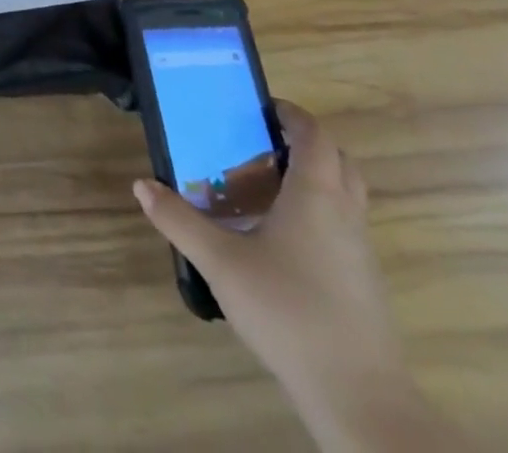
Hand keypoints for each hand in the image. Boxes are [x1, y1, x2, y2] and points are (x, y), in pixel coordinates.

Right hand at [132, 102, 406, 418]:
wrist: (359, 398)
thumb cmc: (288, 311)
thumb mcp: (221, 263)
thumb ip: (180, 220)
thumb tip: (142, 185)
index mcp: (316, 194)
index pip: (314, 134)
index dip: (290, 114)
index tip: (258, 108)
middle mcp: (345, 213)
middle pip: (338, 160)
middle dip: (303, 144)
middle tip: (260, 145)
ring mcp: (361, 251)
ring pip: (345, 195)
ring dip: (313, 180)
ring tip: (265, 189)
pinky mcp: (365, 283)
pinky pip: (344, 227)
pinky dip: (318, 215)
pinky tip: (281, 241)